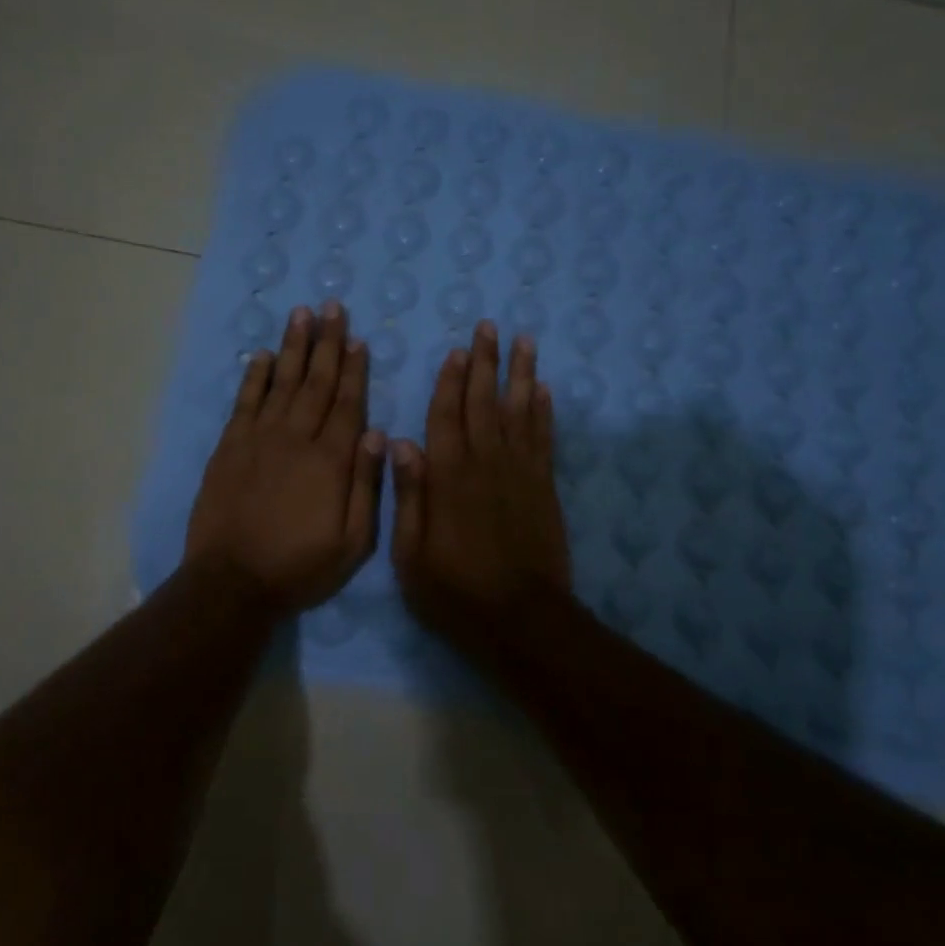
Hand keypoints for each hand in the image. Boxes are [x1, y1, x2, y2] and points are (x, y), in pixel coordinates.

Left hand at [184, 302, 384, 614]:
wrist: (232, 582)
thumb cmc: (300, 566)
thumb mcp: (352, 542)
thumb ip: (366, 486)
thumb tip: (376, 434)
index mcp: (331, 460)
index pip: (347, 403)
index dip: (353, 369)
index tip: (358, 339)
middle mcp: (296, 438)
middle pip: (315, 382)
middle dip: (326, 343)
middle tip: (332, 308)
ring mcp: (259, 439)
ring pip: (281, 382)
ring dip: (293, 347)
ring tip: (301, 314)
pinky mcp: (230, 447)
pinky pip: (245, 402)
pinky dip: (254, 376)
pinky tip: (262, 355)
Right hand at [390, 321, 571, 636]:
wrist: (521, 618)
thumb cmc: (455, 590)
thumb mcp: (411, 554)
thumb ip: (408, 496)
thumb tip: (399, 443)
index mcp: (449, 477)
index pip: (447, 416)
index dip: (450, 381)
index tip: (456, 350)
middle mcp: (486, 463)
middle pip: (485, 402)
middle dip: (486, 363)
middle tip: (490, 327)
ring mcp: (520, 473)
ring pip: (520, 411)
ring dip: (521, 374)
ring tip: (524, 342)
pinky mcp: (544, 487)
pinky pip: (544, 439)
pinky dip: (545, 412)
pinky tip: (544, 390)